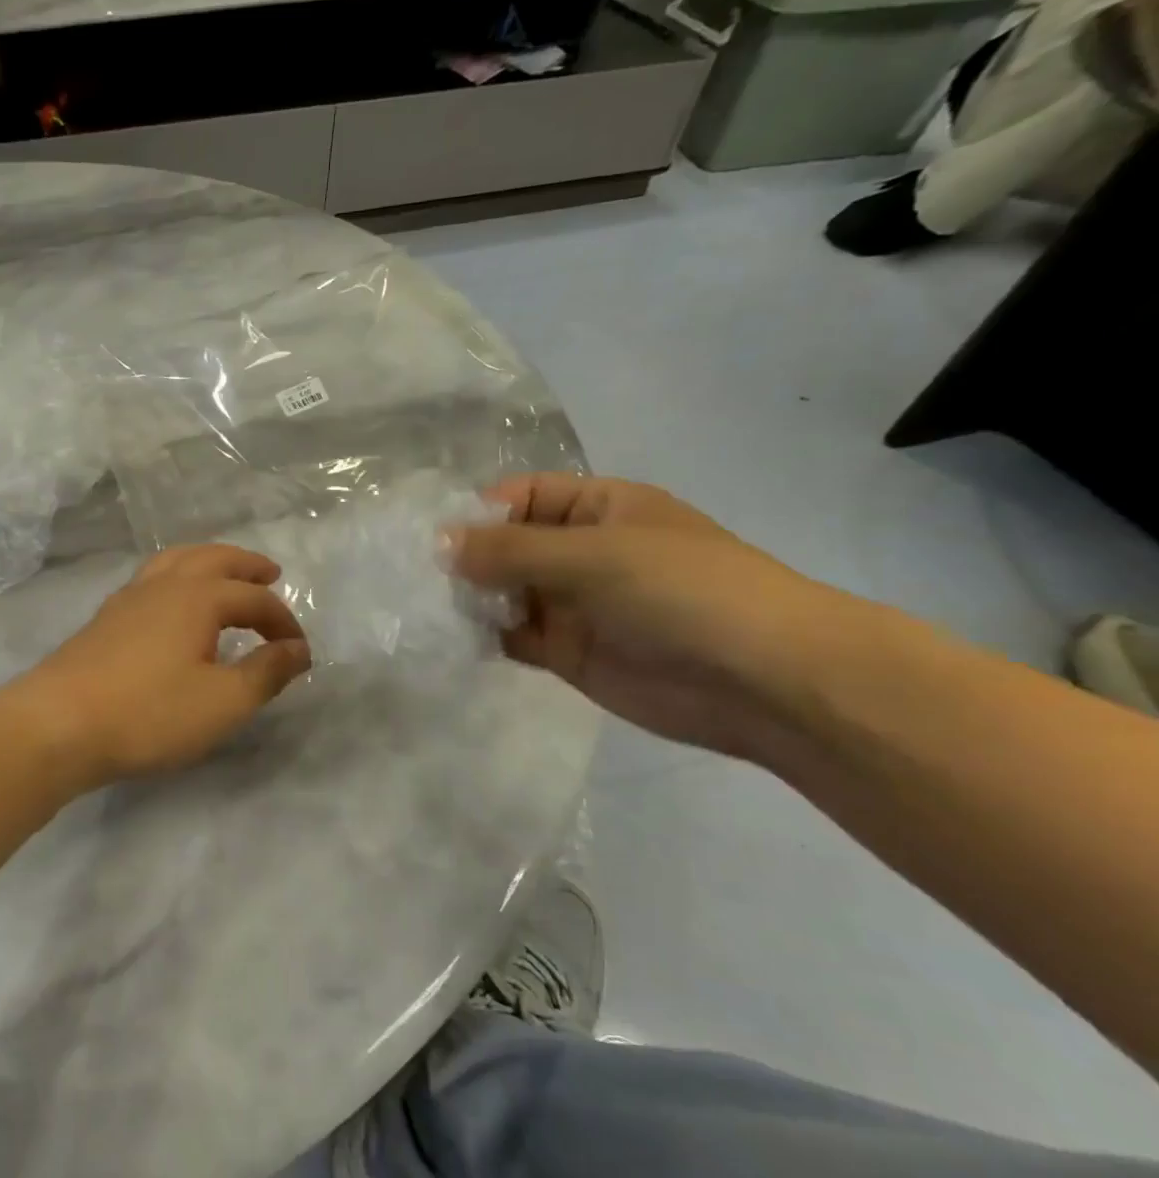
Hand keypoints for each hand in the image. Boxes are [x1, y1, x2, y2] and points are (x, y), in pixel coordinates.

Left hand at [9, 545, 312, 790]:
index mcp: (198, 597)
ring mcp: (128, 598)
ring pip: (175, 561)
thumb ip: (266, 672)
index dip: (283, 622)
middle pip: (213, 559)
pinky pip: (151, 580)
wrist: (58, 724)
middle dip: (245, 565)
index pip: (254, 599)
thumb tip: (298, 650)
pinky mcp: (104, 619)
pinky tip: (172, 605)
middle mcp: (164, 585)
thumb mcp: (223, 702)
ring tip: (223, 576)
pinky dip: (176, 578)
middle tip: (269, 573)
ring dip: (207, 562)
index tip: (298, 652)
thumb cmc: (149, 713)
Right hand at [448, 475, 856, 759]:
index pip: (521, 496)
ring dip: (468, 599)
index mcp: (597, 508)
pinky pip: (512, 636)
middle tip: (414, 580)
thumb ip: (511, 550)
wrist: (763, 681)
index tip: (434, 540)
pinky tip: (449, 639)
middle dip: (465, 559)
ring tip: (423, 610)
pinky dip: (483, 636)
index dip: (478, 512)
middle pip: (505, 545)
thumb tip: (439, 544)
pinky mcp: (566, 652)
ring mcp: (572, 603)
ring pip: (503, 592)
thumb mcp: (593, 555)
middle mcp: (579, 551)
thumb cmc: (683, 592)